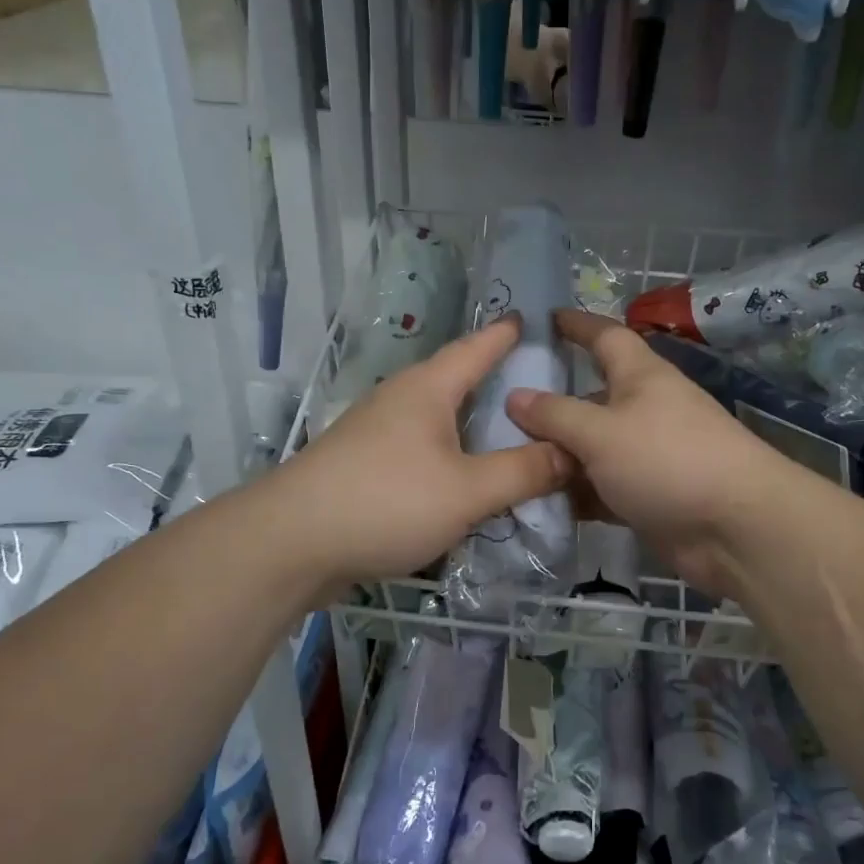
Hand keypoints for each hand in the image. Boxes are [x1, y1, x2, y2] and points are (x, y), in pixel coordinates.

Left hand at [272, 315, 570, 598]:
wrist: (290, 545)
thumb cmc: (386, 502)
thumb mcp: (468, 490)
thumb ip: (523, 472)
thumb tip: (573, 453)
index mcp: (427, 389)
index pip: (476, 348)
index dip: (505, 334)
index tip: (530, 318)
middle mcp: (400, 400)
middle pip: (455, 379)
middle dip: (492, 377)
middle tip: (537, 383)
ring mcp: (376, 433)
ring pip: (437, 417)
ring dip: (471, 421)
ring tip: (508, 430)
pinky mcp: (363, 466)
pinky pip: (421, 448)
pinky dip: (450, 453)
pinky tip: (464, 475)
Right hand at [505, 311, 794, 597]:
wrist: (736, 528)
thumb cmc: (667, 460)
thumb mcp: (600, 432)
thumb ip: (555, 415)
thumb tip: (515, 396)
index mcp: (640, 376)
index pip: (605, 337)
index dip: (576, 325)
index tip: (544, 318)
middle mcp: (644, 409)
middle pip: (590, 397)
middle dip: (550, 404)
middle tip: (498, 412)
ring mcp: (648, 455)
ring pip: (592, 448)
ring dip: (557, 456)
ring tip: (506, 461)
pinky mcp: (649, 496)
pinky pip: (601, 487)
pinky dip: (575, 493)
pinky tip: (537, 501)